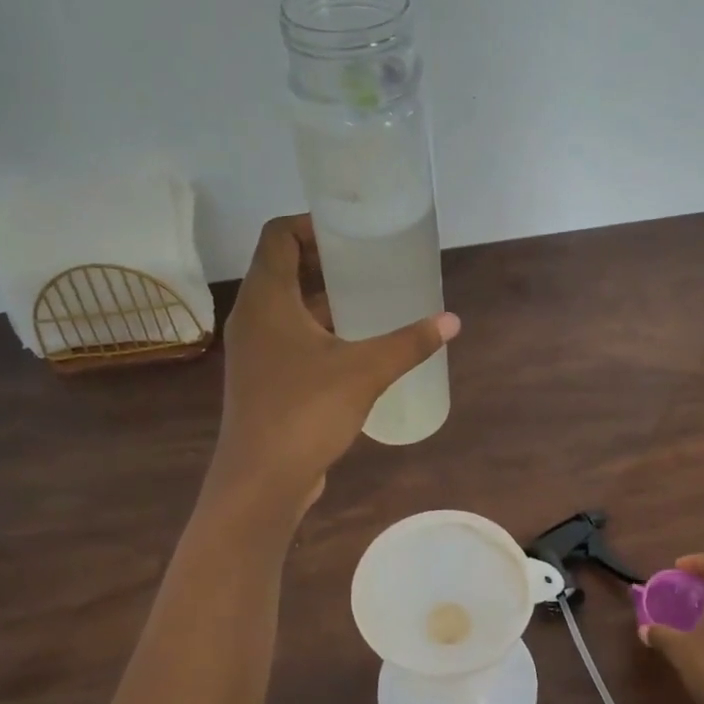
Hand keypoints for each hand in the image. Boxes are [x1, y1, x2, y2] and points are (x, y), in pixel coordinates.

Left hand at [209, 215, 458, 509]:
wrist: (262, 480)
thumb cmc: (305, 412)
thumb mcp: (364, 371)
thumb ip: (408, 343)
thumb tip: (451, 322)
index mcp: (266, 299)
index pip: (278, 236)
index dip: (311, 223)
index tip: (351, 229)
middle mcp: (252, 317)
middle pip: (282, 268)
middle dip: (324, 260)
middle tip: (370, 261)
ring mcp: (254, 350)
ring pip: (286, 306)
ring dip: (321, 297)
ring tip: (368, 297)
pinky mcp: (262, 379)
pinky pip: (289, 337)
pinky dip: (317, 329)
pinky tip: (354, 344)